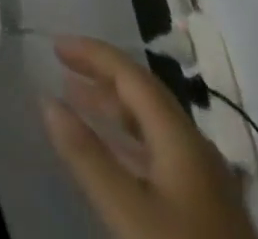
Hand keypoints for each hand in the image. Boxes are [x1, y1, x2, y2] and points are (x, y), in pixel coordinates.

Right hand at [42, 37, 257, 238]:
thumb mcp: (128, 210)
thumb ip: (87, 155)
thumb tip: (47, 100)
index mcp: (182, 137)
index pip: (132, 75)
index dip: (92, 54)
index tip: (55, 45)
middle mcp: (199, 148)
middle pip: (145, 95)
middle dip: (101, 77)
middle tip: (62, 70)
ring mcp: (209, 182)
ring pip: (155, 126)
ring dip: (114, 109)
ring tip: (78, 104)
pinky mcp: (210, 211)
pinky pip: (162, 154)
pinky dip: (130, 141)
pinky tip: (115, 155)